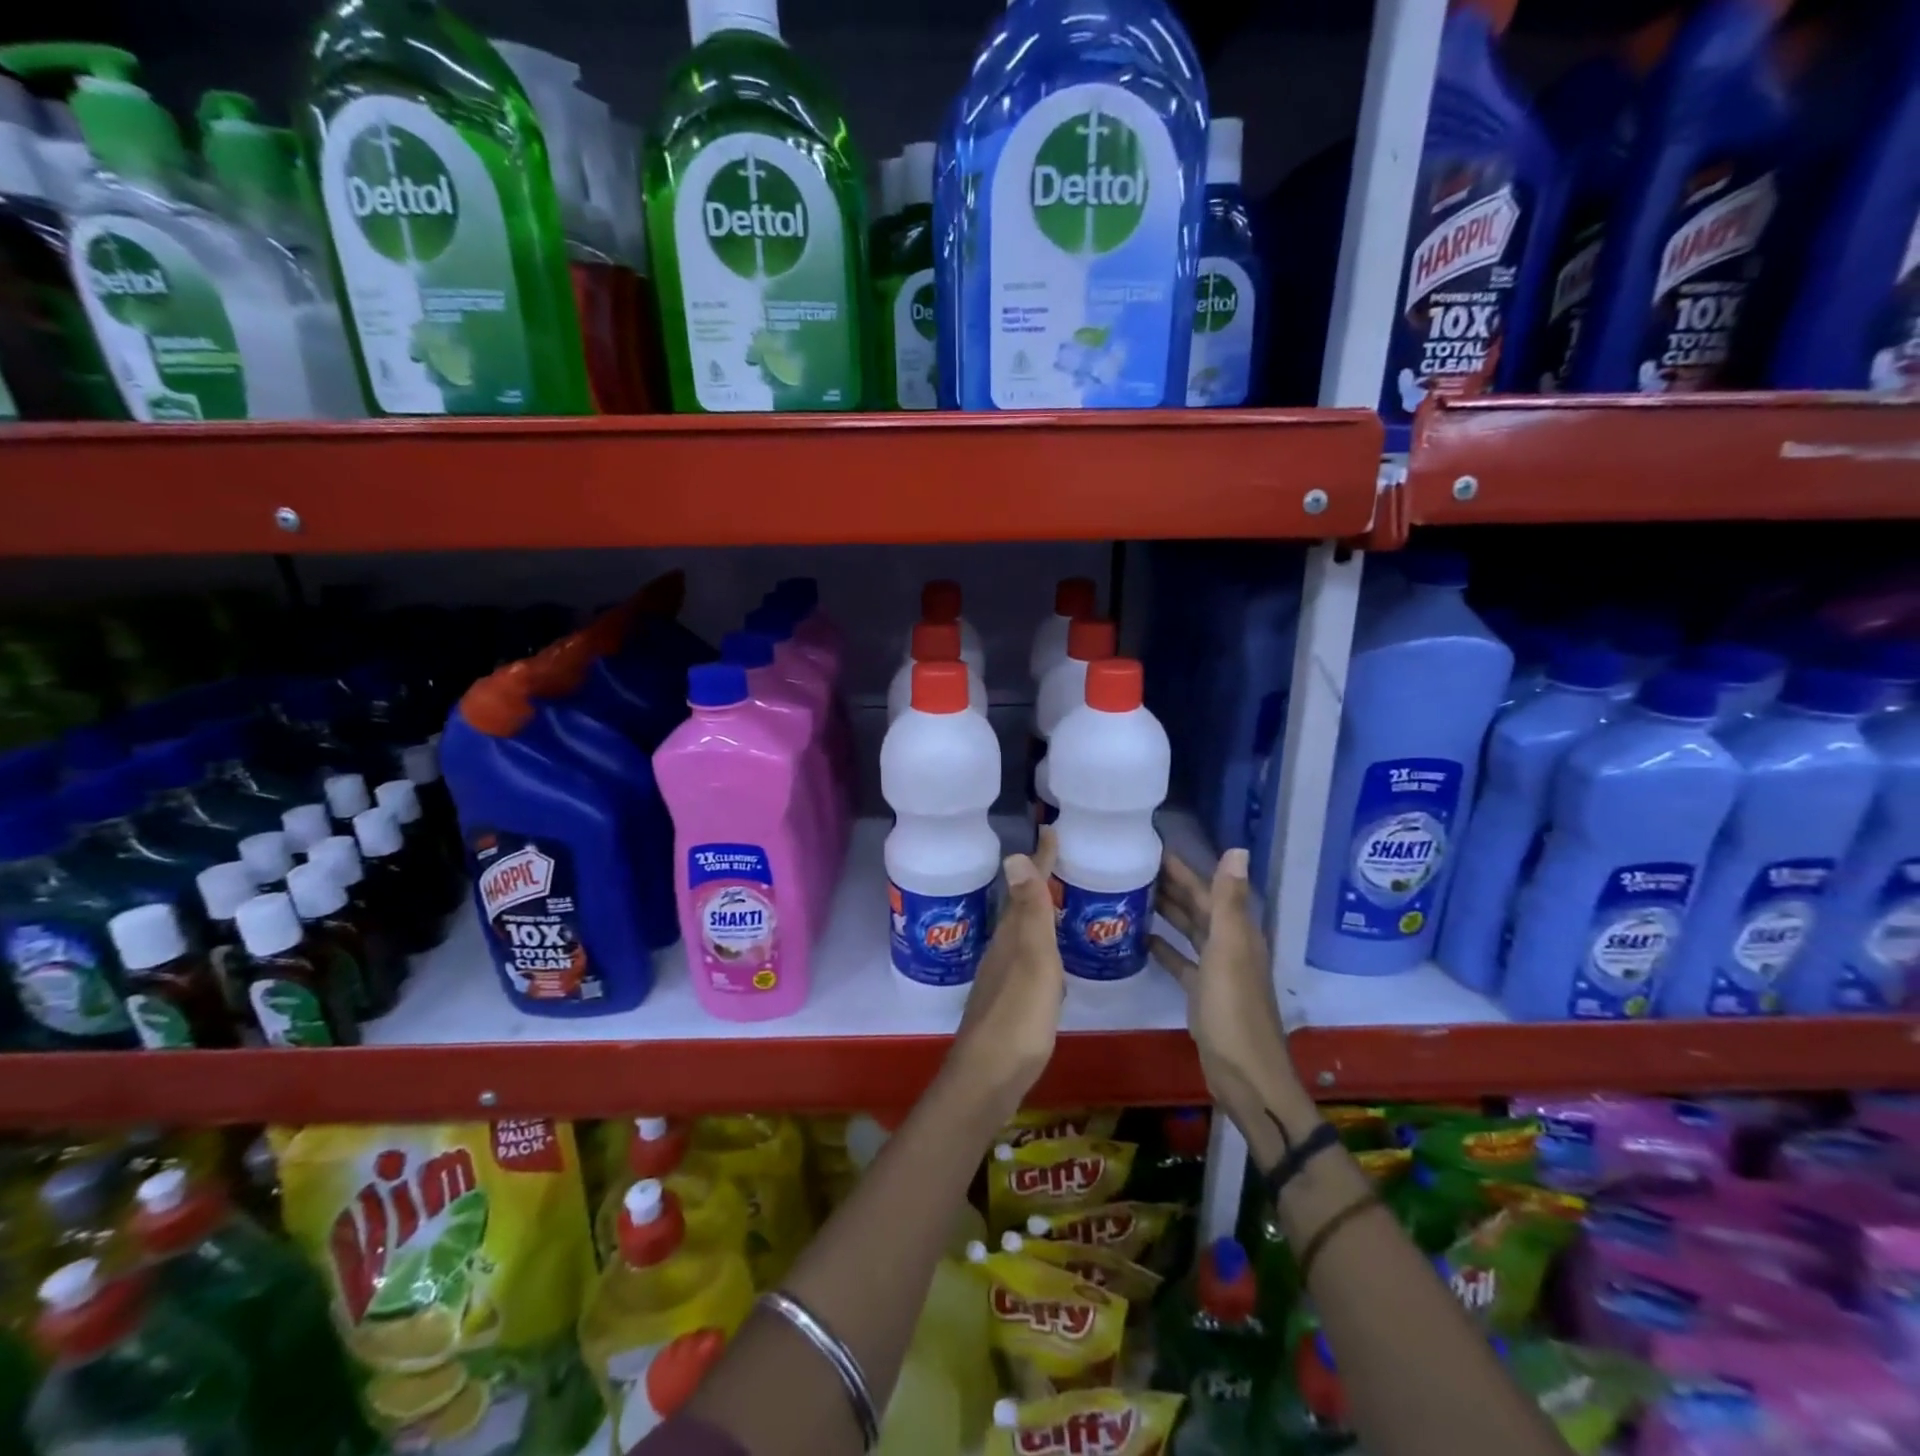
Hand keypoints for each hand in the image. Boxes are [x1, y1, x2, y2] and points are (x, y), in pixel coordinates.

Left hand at [944, 829, 1064, 1129]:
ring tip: (1061, 901)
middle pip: (1023, 907)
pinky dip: (1043, 946)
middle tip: (1061, 860)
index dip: (1041, 860)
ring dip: (1040, 913)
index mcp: (1011, 936)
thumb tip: (1014, 855)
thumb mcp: (1032, 960)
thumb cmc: (1018, 1016)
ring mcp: (1004, 976)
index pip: (1028, 887)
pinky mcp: (1011, 1001)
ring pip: (1024, 933)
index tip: (1051, 830)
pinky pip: (1030, 958)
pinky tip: (1055, 959)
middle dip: (1039, 881)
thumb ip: (1029, 913)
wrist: (990, 1076)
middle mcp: (1004, 950)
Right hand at [1151, 848, 1297, 1121]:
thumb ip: (1228, 901)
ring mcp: (1216, 969)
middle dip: (1169, 884)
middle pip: (1196, 906)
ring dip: (1165, 911)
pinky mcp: (1202, 992)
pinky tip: (1140, 939)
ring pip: (1187, 930)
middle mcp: (1228, 944)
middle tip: (1130, 865)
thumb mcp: (1228, 950)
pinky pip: (1179, 960)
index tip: (1150, 846)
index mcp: (1236, 931)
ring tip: (1130, 893)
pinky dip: (1163, 947)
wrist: (1245, 1075)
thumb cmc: (1233, 1010)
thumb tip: (1237, 848)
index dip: (1182, 867)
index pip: (1206, 888)